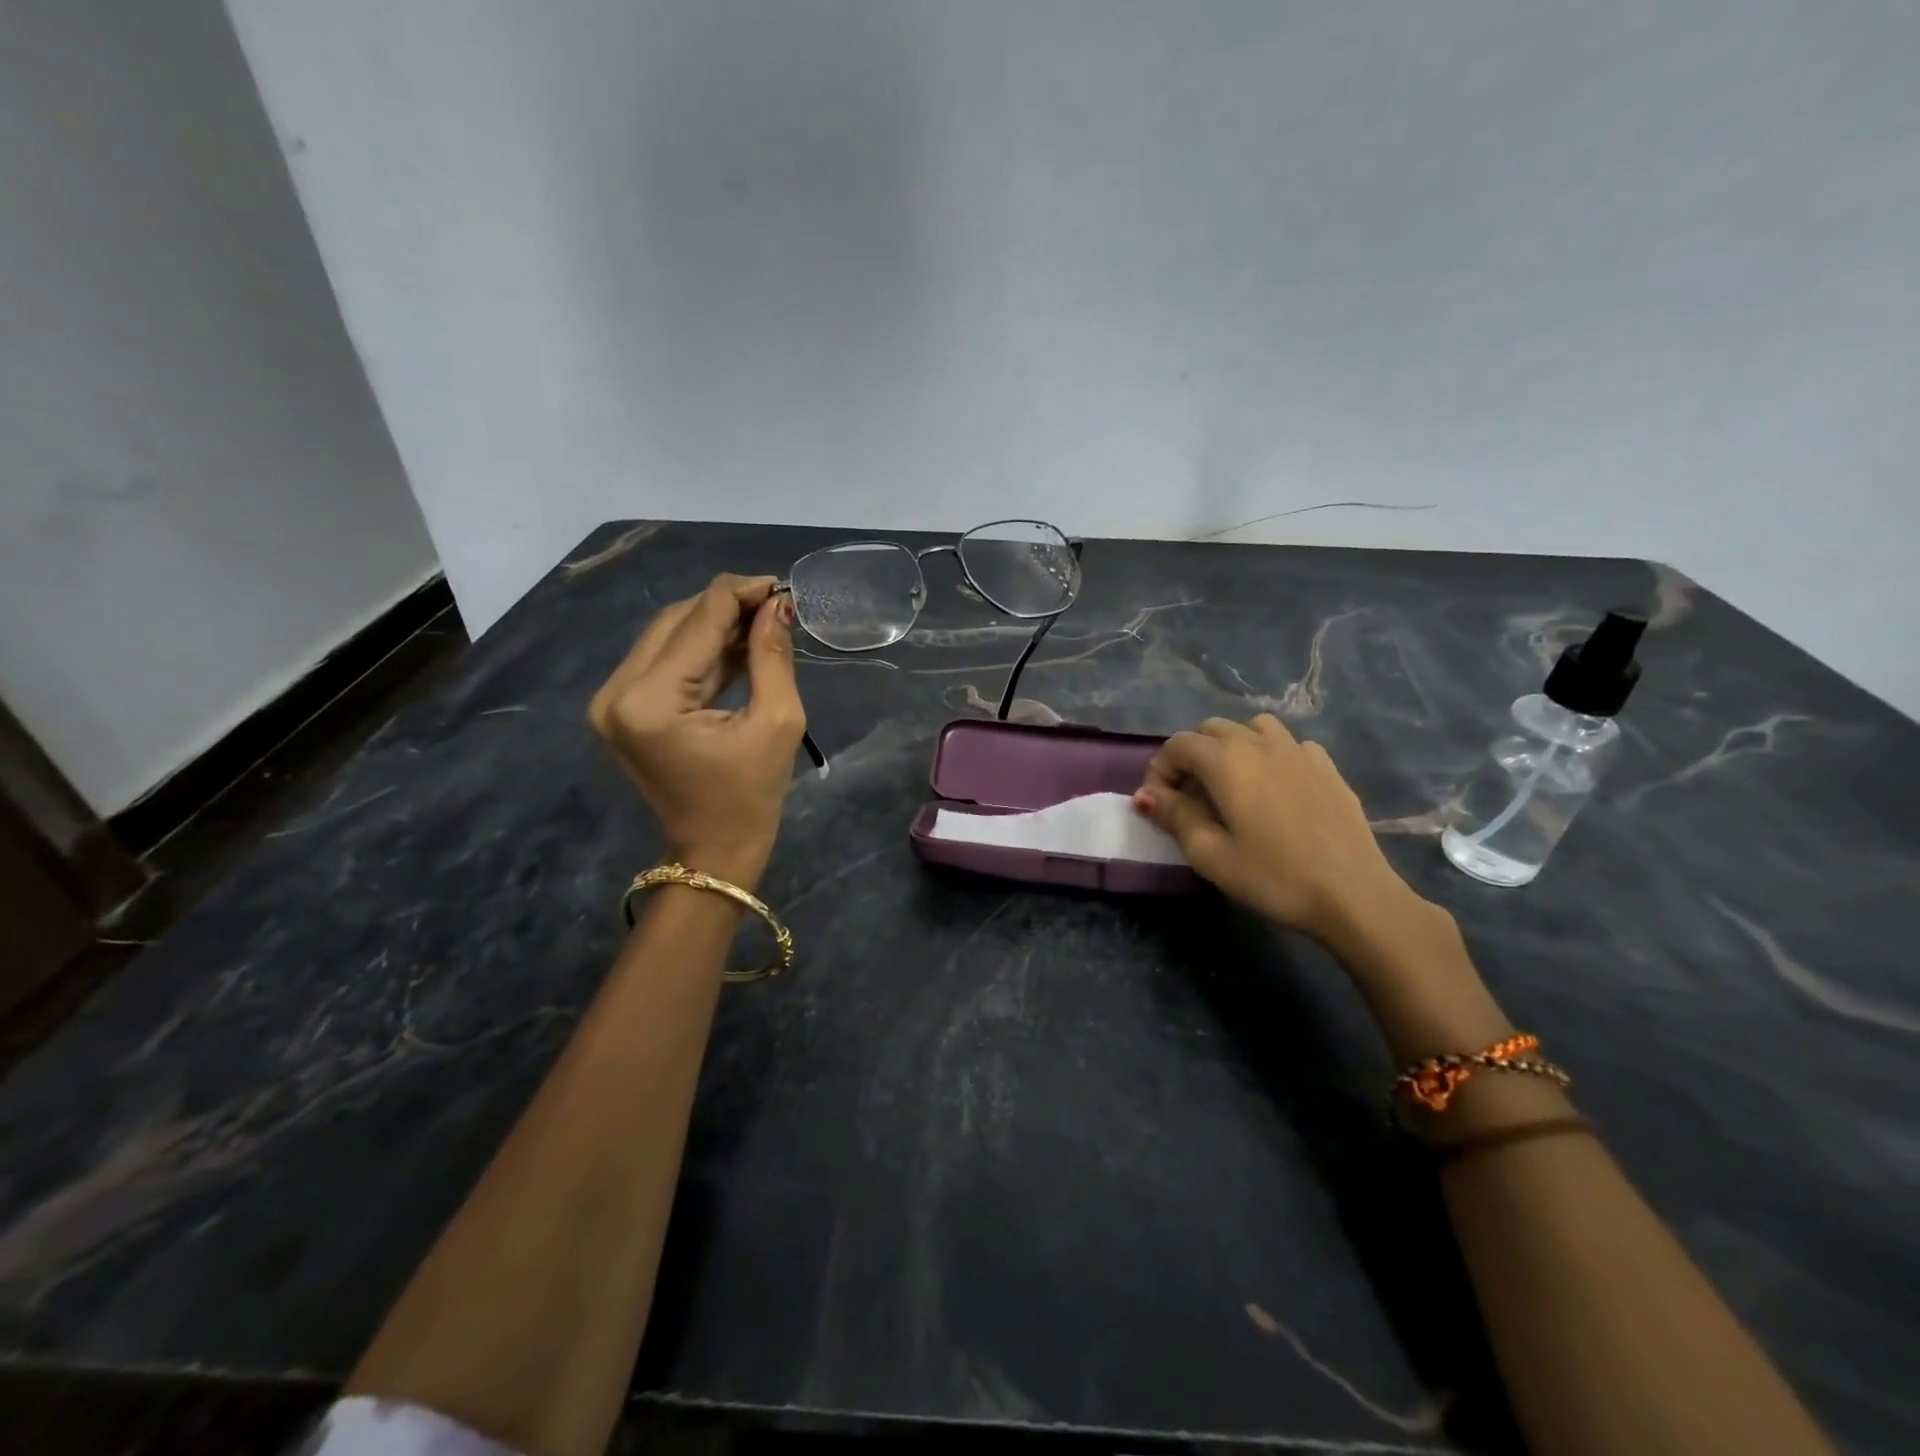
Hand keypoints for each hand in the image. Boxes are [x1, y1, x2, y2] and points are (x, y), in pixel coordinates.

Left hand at [588, 574, 805, 888]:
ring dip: (714, 626)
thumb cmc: (752, 796)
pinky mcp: (621, 709)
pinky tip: (738, 645)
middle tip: (775, 607)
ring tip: (762, 624)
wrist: (713, 851)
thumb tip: (777, 605)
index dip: (741, 594)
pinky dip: (700, 651)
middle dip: (727, 607)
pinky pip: (663, 662)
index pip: (697, 621)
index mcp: (650, 700)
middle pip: (675, 621)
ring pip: (667, 637)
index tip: (781, 587)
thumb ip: (772, 656)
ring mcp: (611, 701)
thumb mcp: (777, 722)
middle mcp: (616, 692)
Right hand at [1133, 715, 1428, 951]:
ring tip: (1232, 783)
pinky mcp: (1327, 767)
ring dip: (1232, 746)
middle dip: (1192, 755)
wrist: (1354, 895)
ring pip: (1253, 728)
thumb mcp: (1210, 855)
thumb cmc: (1273, 877)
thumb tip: (1147, 795)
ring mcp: (1299, 751)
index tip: (1160, 804)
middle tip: (1190, 796)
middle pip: (1212, 729)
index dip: (1160, 769)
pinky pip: (1289, 745)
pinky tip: (1276, 788)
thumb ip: (1175, 816)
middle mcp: (1260, 743)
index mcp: (1226, 761)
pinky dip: (1271, 756)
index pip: (1178, 745)